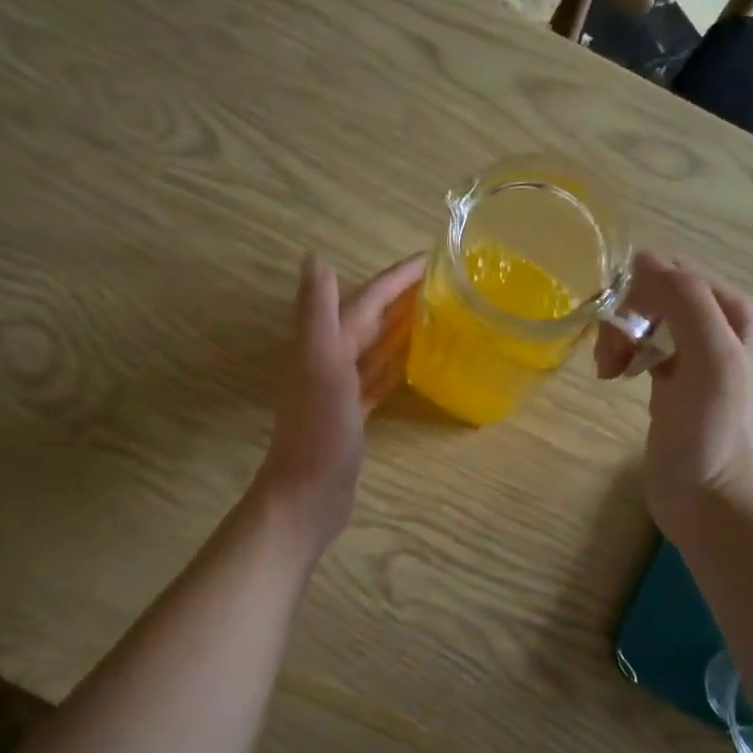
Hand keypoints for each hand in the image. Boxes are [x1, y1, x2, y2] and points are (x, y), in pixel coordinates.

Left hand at [251, 252, 424, 557]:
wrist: (308, 495)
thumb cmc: (319, 430)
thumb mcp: (320, 363)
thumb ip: (319, 312)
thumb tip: (315, 256)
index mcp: (325, 344)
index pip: (366, 300)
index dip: (395, 278)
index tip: (433, 259)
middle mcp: (331, 360)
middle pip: (372, 320)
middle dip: (402, 298)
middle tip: (445, 283)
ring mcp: (342, 390)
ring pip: (376, 349)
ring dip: (402, 330)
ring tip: (439, 315)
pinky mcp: (354, 416)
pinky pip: (379, 381)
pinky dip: (396, 367)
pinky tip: (417, 363)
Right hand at [595, 252, 752, 542]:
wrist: (711, 503)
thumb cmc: (713, 432)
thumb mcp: (710, 357)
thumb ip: (685, 301)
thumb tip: (643, 258)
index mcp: (739, 314)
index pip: (679, 274)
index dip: (642, 292)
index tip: (617, 325)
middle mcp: (723, 329)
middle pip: (660, 296)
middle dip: (628, 317)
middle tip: (610, 356)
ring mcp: (699, 358)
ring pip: (648, 322)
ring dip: (622, 338)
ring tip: (608, 370)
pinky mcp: (675, 385)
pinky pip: (645, 349)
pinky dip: (625, 355)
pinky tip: (613, 376)